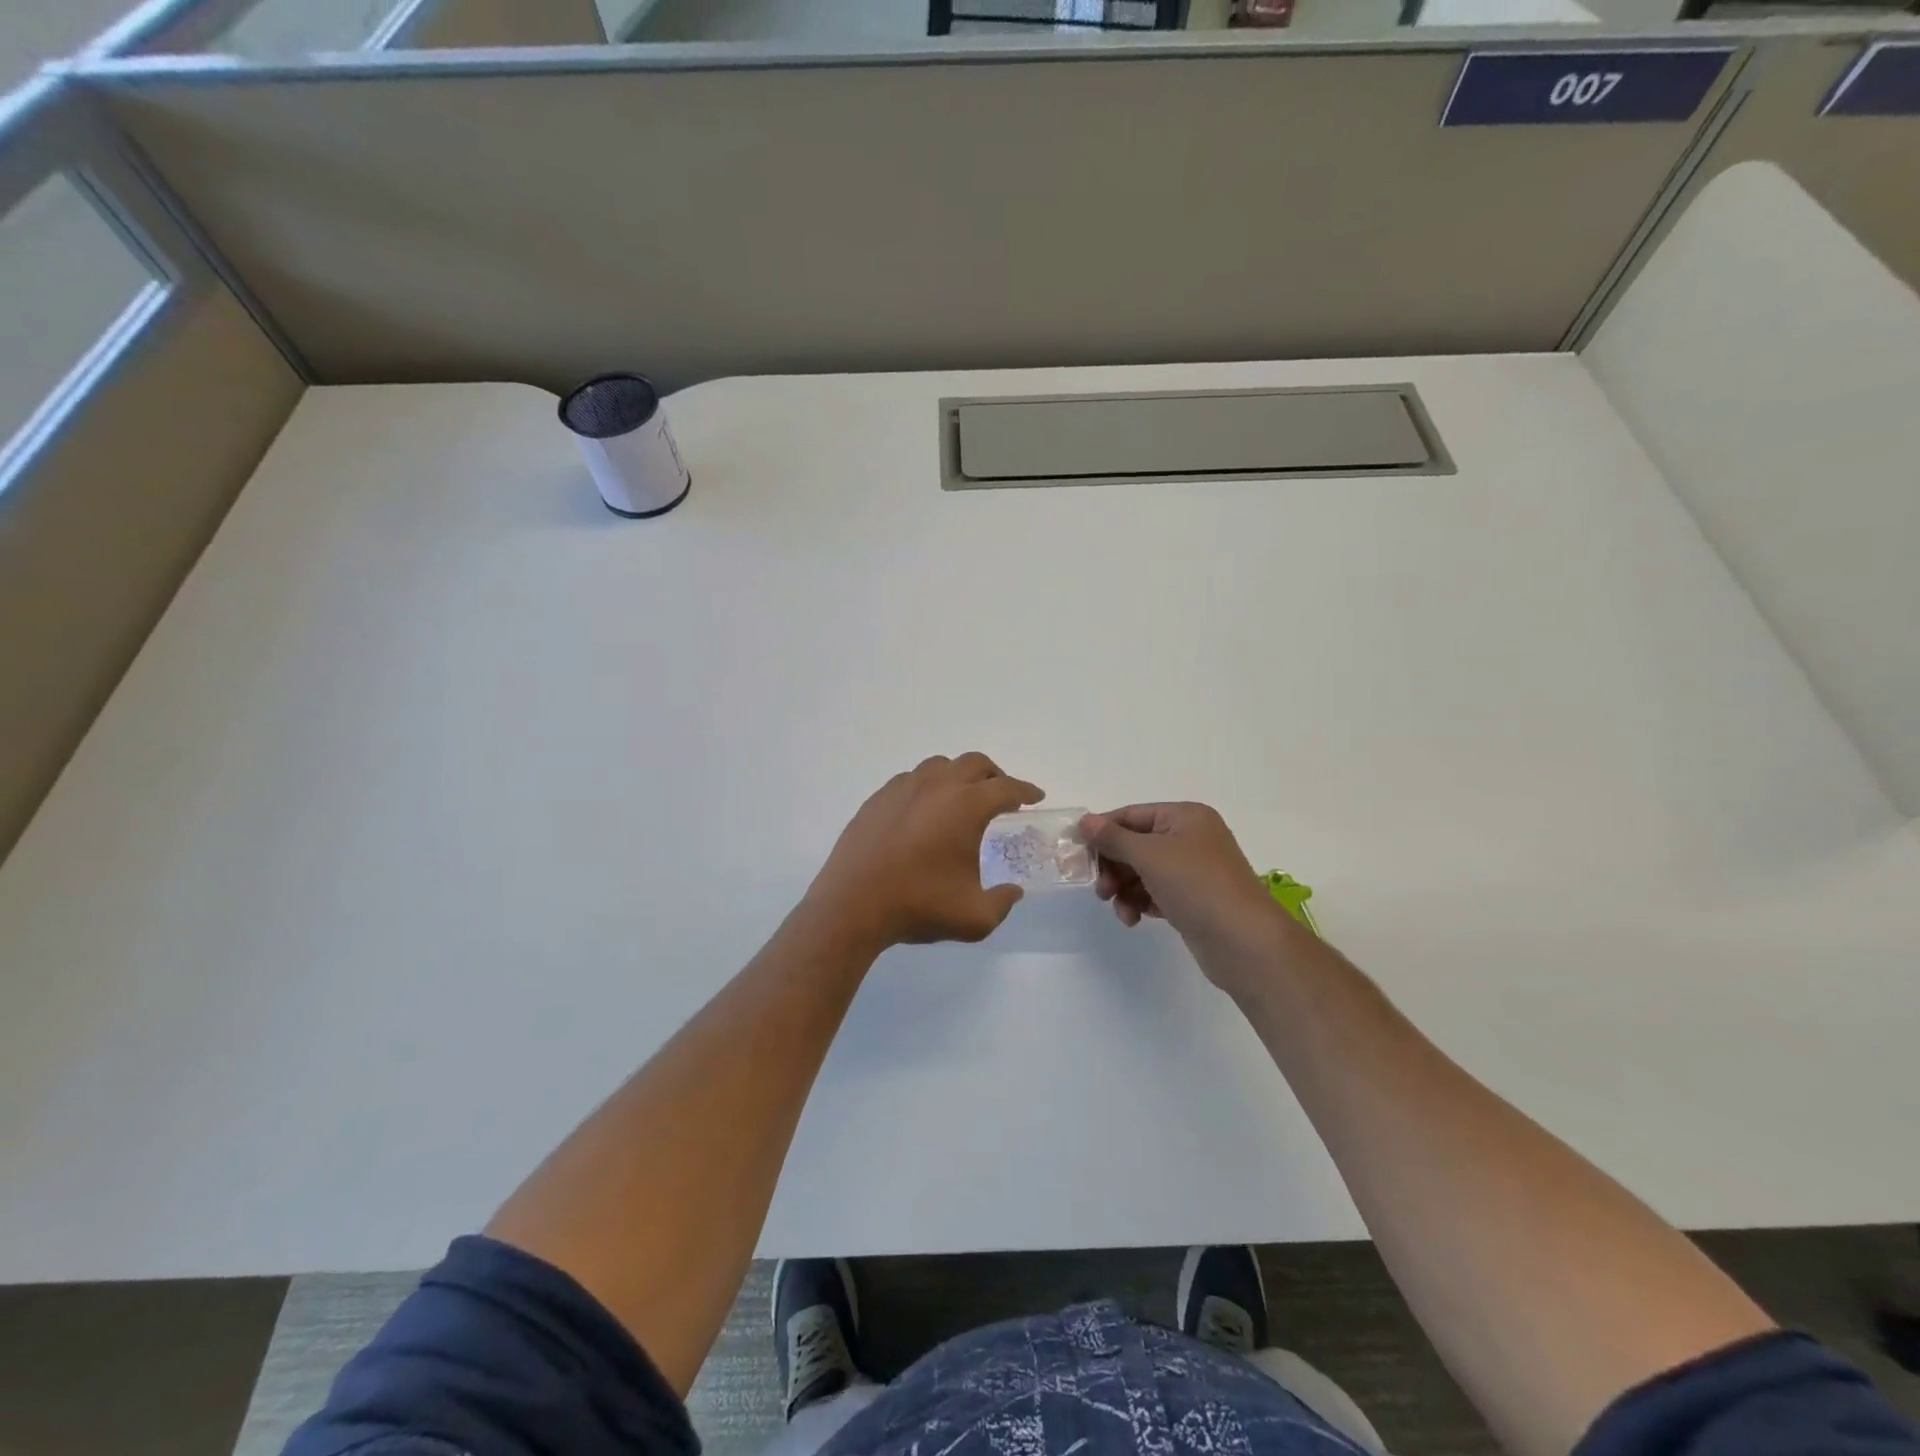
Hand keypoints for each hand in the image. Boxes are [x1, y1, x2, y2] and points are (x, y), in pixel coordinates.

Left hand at [808, 754, 1043, 951]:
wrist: (852, 905)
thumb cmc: (918, 906)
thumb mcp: (974, 917)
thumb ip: (1002, 902)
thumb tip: (1013, 891)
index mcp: (966, 806)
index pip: (1006, 788)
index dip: (1026, 790)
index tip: (1036, 796)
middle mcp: (937, 786)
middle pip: (975, 764)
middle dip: (995, 775)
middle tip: (1002, 795)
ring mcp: (903, 788)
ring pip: (940, 765)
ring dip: (959, 775)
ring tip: (963, 798)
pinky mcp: (878, 798)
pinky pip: (911, 779)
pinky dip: (928, 786)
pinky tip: (925, 810)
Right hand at [1081, 803, 1299, 979]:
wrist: (1244, 943)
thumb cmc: (1197, 886)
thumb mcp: (1149, 855)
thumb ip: (1113, 838)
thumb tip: (1085, 821)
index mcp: (1185, 817)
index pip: (1131, 815)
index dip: (1102, 832)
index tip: (1076, 853)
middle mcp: (1191, 838)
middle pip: (1135, 844)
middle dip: (1113, 866)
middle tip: (1100, 890)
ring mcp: (1193, 871)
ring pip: (1143, 872)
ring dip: (1124, 889)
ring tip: (1120, 910)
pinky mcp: (1192, 900)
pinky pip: (1155, 893)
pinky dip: (1140, 902)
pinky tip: (1134, 918)